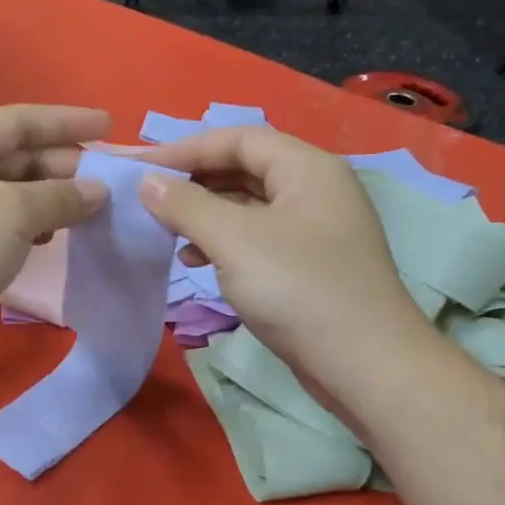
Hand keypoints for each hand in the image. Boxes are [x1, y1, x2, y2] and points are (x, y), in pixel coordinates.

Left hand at [0, 105, 110, 390]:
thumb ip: (59, 197)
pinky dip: (31, 230)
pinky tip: (52, 241)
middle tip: (109, 182)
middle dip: (63, 165)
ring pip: (10, 197)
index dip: (66, 121)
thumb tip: (97, 190)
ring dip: (51, 200)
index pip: (19, 120)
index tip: (110, 128)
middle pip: (16, 157)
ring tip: (90, 212)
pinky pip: (2, 230)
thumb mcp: (11, 213)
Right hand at [135, 125, 432, 408]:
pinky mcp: (310, 265)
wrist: (365, 365)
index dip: (185, 148)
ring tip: (167, 232)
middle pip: (244, 169)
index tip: (139, 167)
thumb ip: (186, 204)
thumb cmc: (298, 288)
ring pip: (249, 206)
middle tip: (148, 197)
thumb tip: (148, 182)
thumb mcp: (233, 239)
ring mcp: (315, 229)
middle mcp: (315, 189)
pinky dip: (224, 243)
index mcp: (307, 167)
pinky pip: (258, 238)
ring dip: (205, 214)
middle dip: (194, 181)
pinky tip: (197, 262)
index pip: (237, 138)